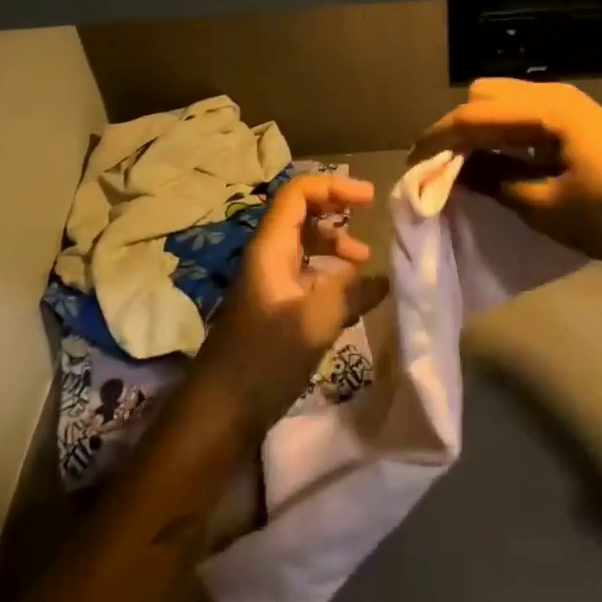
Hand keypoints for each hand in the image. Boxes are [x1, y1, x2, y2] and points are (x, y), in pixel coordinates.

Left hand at [190, 172, 389, 435]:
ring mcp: (271, 284)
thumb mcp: (313, 323)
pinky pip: (308, 277)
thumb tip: (383, 278)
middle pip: (304, 215)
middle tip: (370, 223)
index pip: (298, 193)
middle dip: (338, 214)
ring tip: (365, 264)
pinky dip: (332, 278)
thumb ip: (351, 294)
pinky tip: (354, 298)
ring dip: (336, 247)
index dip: (333, 186)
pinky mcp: (276, 310)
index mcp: (270, 248)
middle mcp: (269, 257)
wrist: (218, 416)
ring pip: (307, 247)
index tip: (369, 197)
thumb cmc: (262, 360)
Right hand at [410, 79, 601, 272]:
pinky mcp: (578, 121)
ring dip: (481, 128)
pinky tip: (502, 162)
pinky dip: (504, 133)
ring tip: (468, 168)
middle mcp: (552, 95)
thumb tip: (455, 171)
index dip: (438, 137)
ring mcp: (568, 105)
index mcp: (543, 110)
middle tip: (444, 167)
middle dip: (458, 126)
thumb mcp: (547, 206)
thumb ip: (496, 181)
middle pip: (485, 95)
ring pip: (505, 102)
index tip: (412, 164)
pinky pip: (525, 114)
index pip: (473, 114)